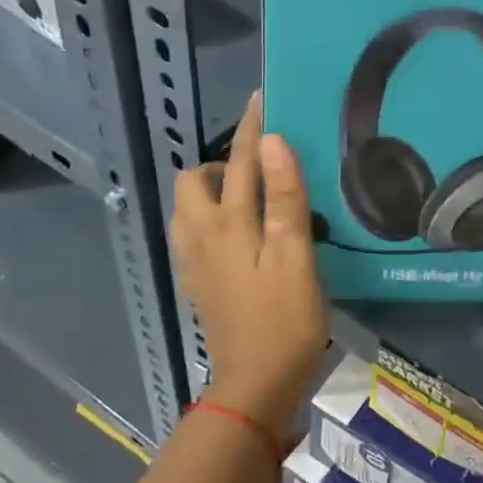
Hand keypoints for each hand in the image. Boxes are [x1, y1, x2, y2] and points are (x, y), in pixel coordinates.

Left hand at [171, 92, 328, 432]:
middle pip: (193, 182)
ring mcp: (195, 262)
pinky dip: (212, 216)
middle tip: (259, 168)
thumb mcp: (294, 255)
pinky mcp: (200, 282)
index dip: (250, 128)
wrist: (256, 384)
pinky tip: (242, 233)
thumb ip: (283, 197)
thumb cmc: (285, 319)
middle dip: (219, 162)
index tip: (261, 98)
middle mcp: (200, 236)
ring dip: (212, 190)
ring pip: (188, 208)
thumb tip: (271, 141)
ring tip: (251, 196)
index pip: (236, 162)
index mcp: (226, 225)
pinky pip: (195, 232)